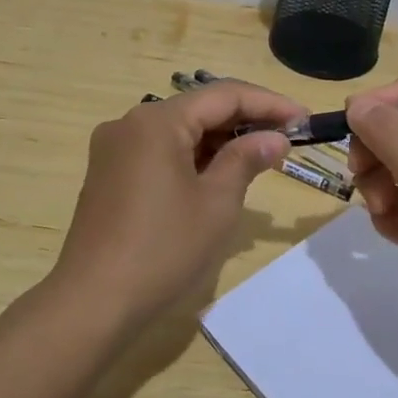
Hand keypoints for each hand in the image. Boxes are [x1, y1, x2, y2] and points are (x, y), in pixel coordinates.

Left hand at [51, 79, 302, 325]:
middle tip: (287, 140)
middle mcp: (130, 123)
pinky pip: (159, 151)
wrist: (93, 302)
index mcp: (157, 121)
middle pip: (198, 109)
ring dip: (219, 141)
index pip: (224, 95)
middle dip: (244, 122)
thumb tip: (275, 137)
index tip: (304, 120)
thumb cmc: (163, 249)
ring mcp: (114, 149)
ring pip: (179, 131)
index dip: (269, 104)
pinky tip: (218, 176)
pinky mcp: (108, 174)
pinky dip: (192, 157)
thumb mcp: (217, 203)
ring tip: (260, 158)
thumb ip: (246, 159)